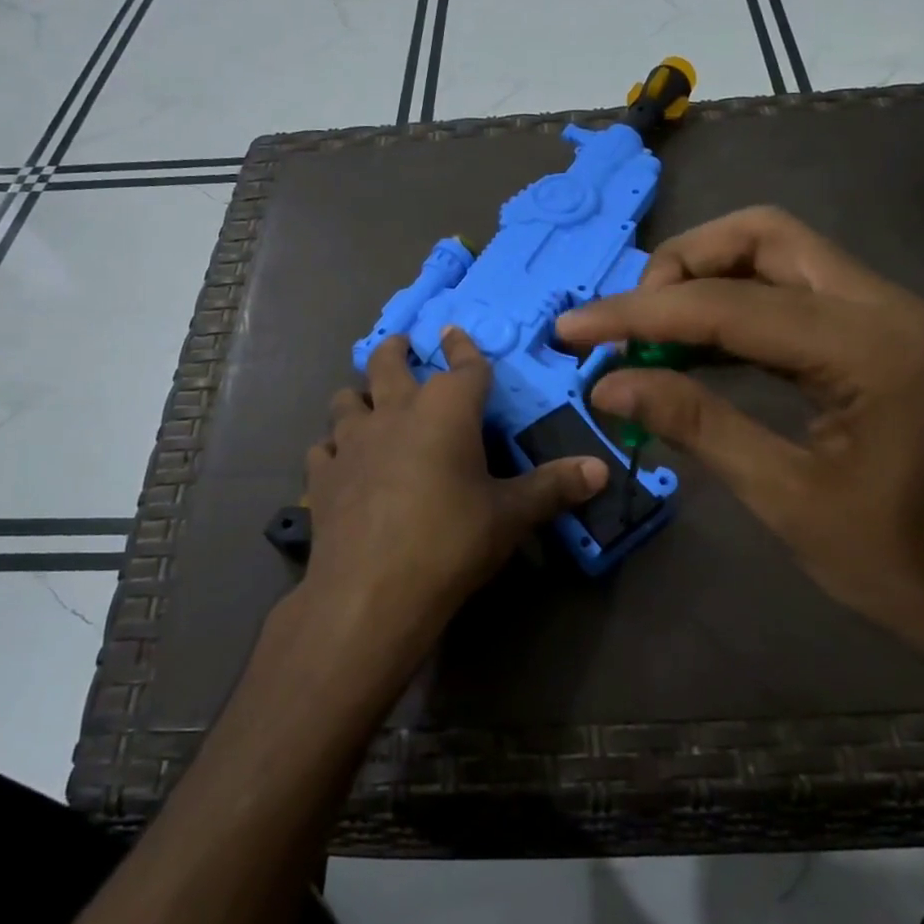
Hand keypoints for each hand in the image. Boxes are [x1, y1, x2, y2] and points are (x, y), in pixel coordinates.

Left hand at [299, 329, 608, 678]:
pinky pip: (323, 448)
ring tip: (366, 403)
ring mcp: (352, 442)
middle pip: (388, 363)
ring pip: (346, 400)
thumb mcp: (510, 516)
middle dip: (396, 350)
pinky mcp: (322, 477)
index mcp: (445, 410)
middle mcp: (394, 412)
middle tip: (401, 345)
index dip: (463, 346)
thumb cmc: (450, 541)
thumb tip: (601, 469)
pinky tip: (340, 462)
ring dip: (358, 397)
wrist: (371, 591)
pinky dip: (333, 448)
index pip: (462, 365)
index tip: (455, 331)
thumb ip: (554, 487)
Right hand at [555, 207, 923, 674]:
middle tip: (629, 321)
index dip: (638, 313)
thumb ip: (695, 425)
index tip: (571, 329)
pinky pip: (792, 293)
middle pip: (761, 237)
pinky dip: (735, 305)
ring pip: (777, 254)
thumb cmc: (897, 563)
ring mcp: (884, 314)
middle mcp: (881, 305)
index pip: (727, 303)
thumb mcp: (784, 498)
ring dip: (705, 278)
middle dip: (681, 265)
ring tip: (647, 330)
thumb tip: (608, 384)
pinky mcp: (877, 335)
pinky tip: (694, 345)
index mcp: (868, 345)